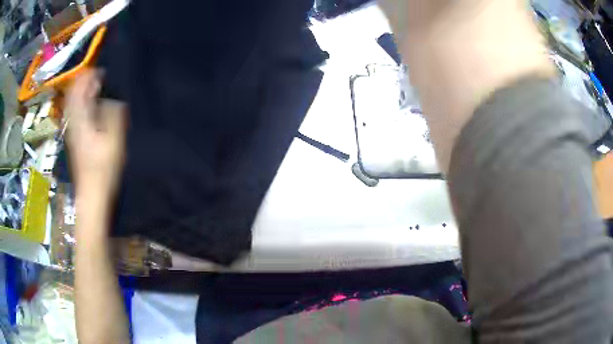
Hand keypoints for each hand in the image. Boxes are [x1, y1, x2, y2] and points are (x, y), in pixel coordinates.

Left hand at [66, 69, 126, 197]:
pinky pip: (74, 112)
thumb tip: (110, 97)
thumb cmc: (103, 167)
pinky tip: (92, 107)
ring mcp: (72, 130)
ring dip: (83, 92)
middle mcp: (72, 121)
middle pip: (73, 93)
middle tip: (100, 79)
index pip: (78, 87)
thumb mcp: (113, 139)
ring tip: (97, 90)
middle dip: (85, 81)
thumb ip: (113, 113)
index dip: (89, 75)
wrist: (92, 193)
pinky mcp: (74, 137)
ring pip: (72, 102)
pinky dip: (82, 104)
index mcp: (80, 118)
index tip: (102, 72)